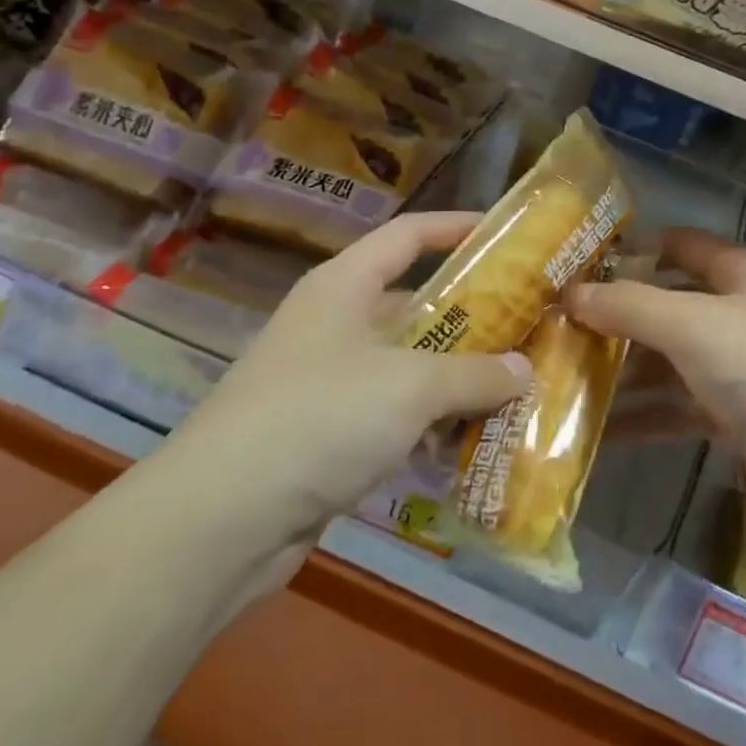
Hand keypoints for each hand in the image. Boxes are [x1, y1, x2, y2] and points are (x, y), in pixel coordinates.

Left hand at [169, 212, 530, 541]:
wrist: (219, 519)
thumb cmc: (320, 417)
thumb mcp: (410, 386)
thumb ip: (473, 374)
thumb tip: (523, 370)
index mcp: (344, 286)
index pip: (407, 235)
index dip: (455, 226)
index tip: (506, 233)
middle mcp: (334, 323)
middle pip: (413, 303)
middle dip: (470, 314)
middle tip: (526, 323)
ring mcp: (327, 380)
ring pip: (406, 364)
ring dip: (455, 376)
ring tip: (514, 383)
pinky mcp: (326, 434)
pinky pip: (392, 414)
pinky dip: (429, 422)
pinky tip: (471, 440)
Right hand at [568, 228, 745, 548]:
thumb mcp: (693, 324)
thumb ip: (629, 305)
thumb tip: (570, 294)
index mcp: (738, 273)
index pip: (679, 245)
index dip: (633, 249)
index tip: (578, 264)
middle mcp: (737, 314)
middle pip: (666, 305)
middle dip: (615, 316)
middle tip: (555, 328)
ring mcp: (736, 368)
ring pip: (667, 361)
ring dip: (621, 371)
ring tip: (560, 378)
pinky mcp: (733, 418)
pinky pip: (675, 408)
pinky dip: (641, 416)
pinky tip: (594, 430)